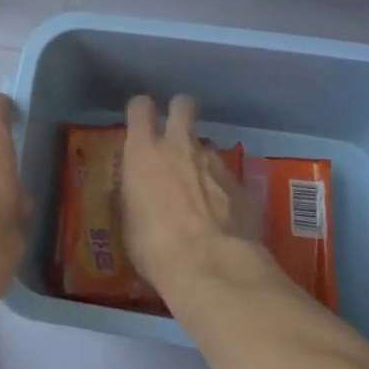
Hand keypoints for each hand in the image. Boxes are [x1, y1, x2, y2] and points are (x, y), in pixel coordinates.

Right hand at [120, 95, 257, 291]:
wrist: (209, 264)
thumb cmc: (154, 246)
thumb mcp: (129, 222)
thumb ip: (134, 196)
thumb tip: (138, 193)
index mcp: (144, 152)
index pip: (140, 107)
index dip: (141, 111)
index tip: (141, 124)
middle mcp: (179, 145)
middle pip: (183, 104)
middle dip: (180, 111)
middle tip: (176, 134)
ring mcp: (213, 160)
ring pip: (206, 144)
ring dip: (201, 159)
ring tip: (199, 191)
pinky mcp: (239, 181)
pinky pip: (225, 174)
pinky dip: (221, 187)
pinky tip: (220, 213)